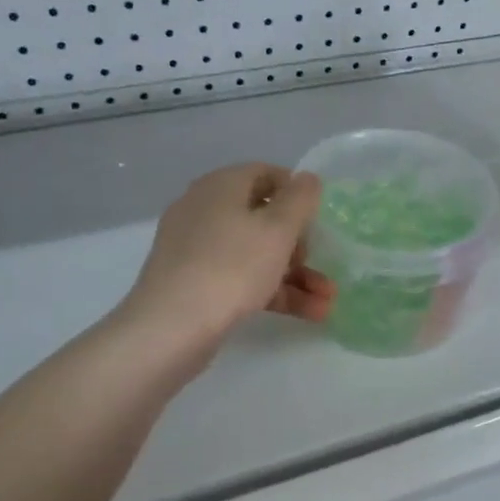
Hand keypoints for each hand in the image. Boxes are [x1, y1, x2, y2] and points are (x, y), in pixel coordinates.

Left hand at [121, 163, 334, 349]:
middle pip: (262, 218)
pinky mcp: (195, 283)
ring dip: (295, 275)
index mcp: (221, 187)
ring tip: (327, 301)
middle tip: (318, 262)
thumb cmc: (232, 267)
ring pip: (256, 254)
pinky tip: (309, 313)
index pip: (265, 173)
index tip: (320, 216)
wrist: (172, 327)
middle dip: (300, 244)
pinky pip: (242, 278)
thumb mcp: (277, 229)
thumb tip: (308, 178)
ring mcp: (197, 249)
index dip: (296, 191)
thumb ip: (300, 200)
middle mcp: (205, 210)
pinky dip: (274, 292)